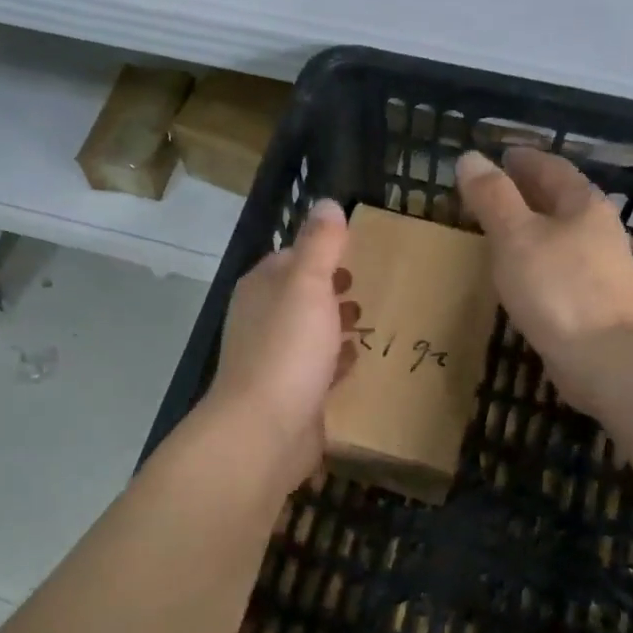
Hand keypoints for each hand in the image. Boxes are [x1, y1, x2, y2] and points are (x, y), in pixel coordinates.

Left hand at [202, 199, 356, 492]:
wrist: (266, 430)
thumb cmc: (288, 348)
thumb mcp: (308, 284)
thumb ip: (320, 243)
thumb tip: (327, 203)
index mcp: (262, 288)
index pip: (291, 258)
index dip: (321, 252)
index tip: (355, 250)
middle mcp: (263, 321)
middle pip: (301, 296)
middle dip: (331, 289)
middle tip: (367, 284)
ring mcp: (276, 360)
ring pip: (310, 333)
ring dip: (336, 324)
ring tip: (370, 319)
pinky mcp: (293, 394)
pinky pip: (319, 369)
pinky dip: (337, 361)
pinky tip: (358, 360)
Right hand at [455, 148, 632, 408]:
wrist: (605, 358)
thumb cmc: (558, 288)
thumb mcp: (515, 236)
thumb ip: (492, 197)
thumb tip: (471, 158)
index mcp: (584, 205)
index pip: (552, 168)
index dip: (524, 160)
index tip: (500, 156)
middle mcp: (599, 230)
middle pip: (561, 200)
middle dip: (529, 192)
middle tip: (493, 191)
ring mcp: (602, 268)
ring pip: (563, 234)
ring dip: (534, 227)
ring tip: (502, 230)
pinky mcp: (596, 301)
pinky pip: (561, 266)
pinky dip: (539, 258)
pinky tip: (522, 273)